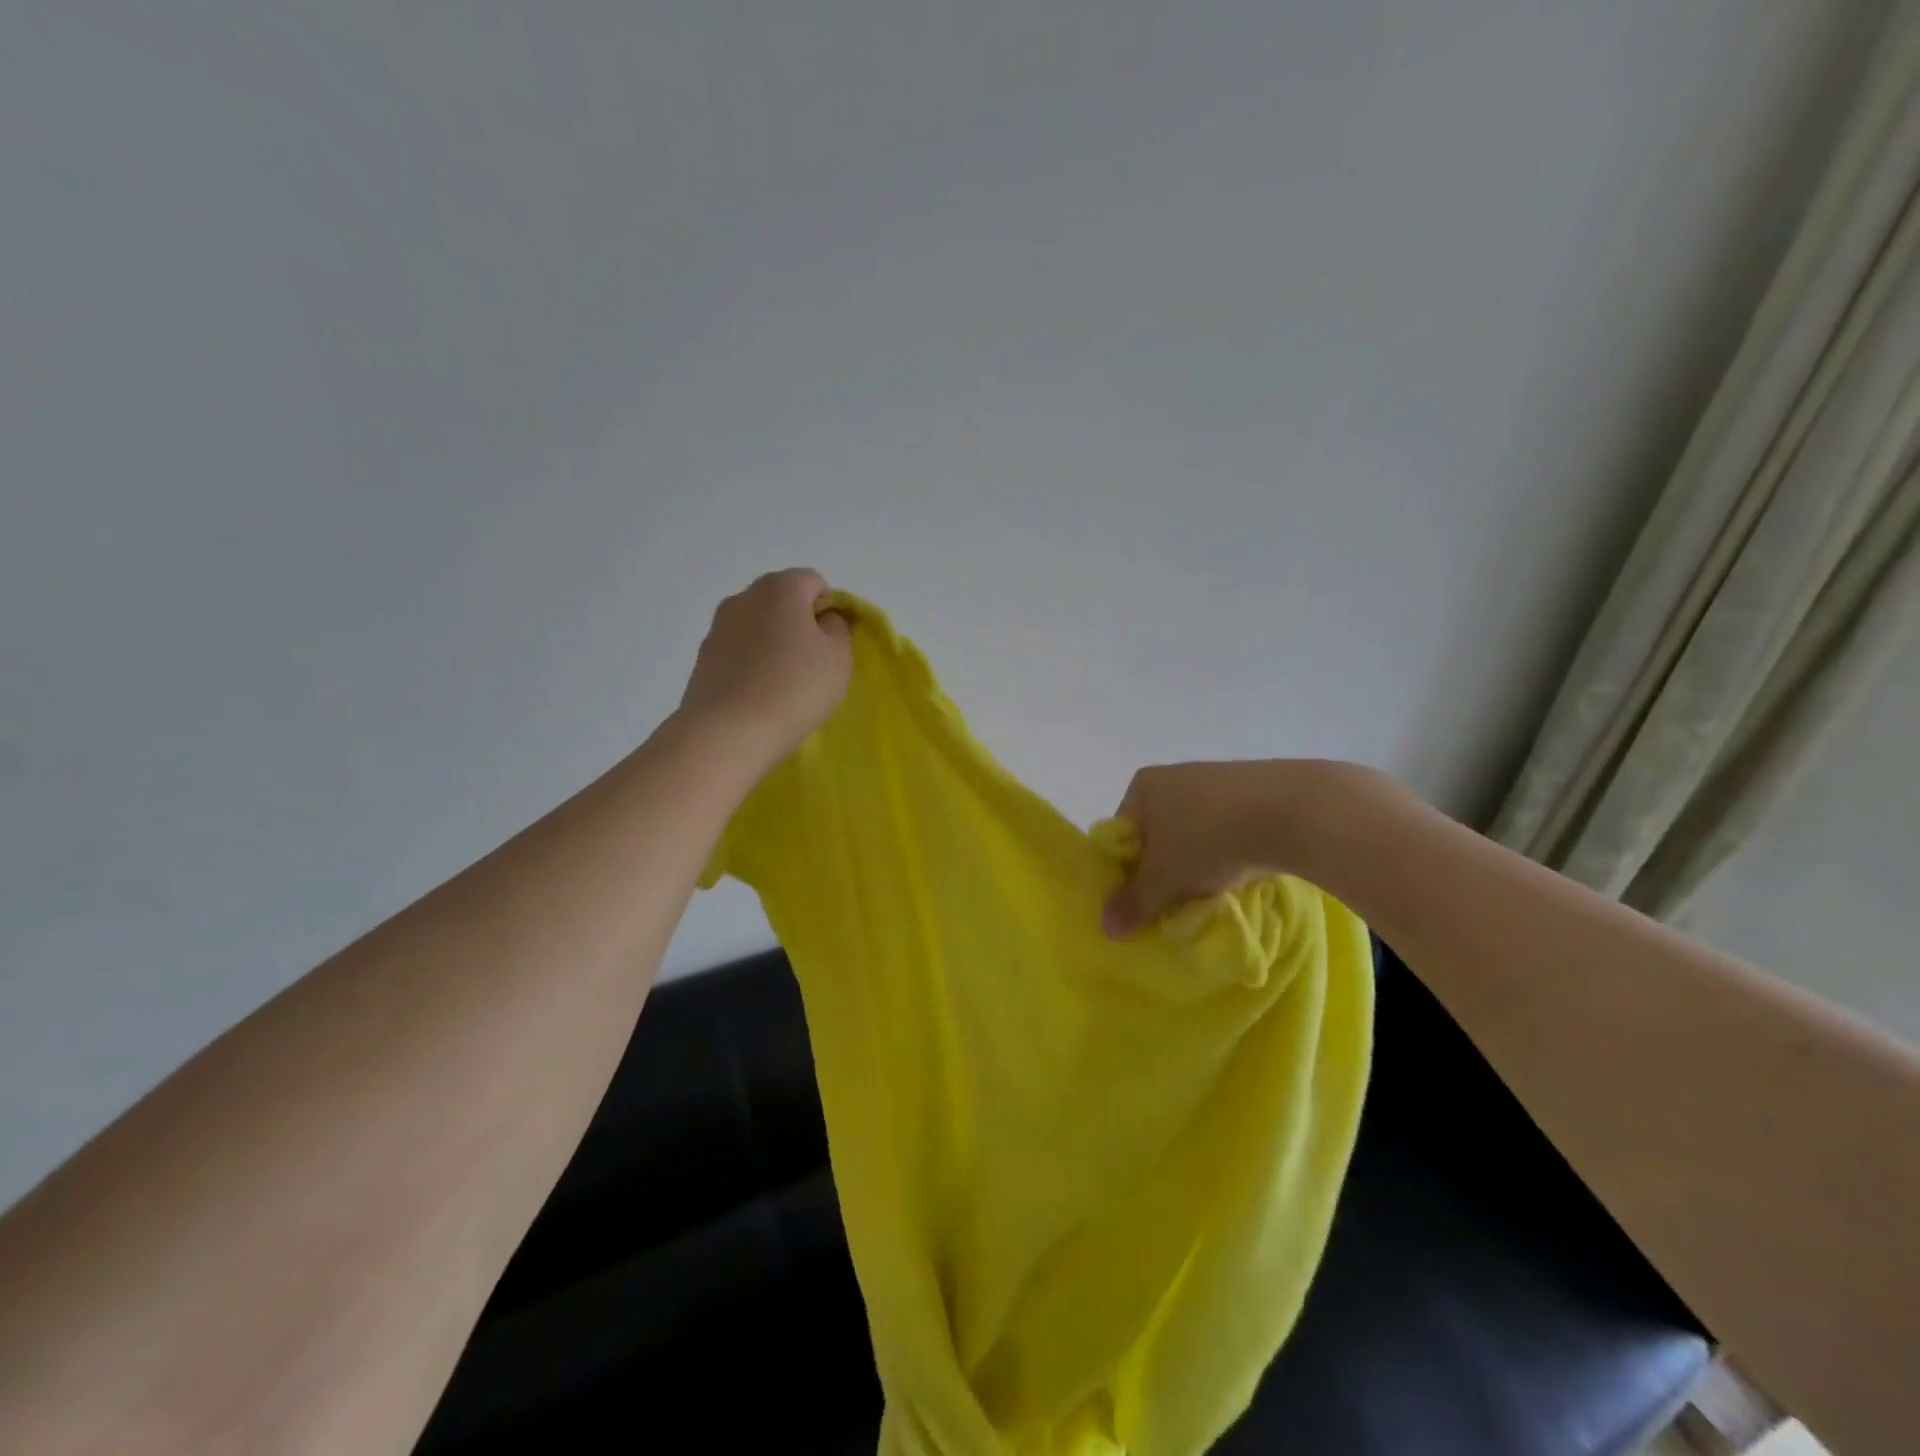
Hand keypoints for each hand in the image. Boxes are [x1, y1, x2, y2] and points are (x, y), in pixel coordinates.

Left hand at [676, 568, 852, 768]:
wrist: (728, 732)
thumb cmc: (794, 688)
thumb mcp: (838, 658)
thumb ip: (838, 629)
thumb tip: (824, 620)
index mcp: (780, 588)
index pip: (813, 582)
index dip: (830, 607)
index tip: (835, 642)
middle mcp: (744, 597)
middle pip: (781, 600)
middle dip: (800, 624)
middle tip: (814, 662)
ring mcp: (718, 627)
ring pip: (758, 626)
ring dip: (774, 644)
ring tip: (785, 683)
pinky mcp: (703, 658)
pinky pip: (739, 651)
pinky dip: (752, 664)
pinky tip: (760, 695)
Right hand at [1102, 759, 1381, 937]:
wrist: (1292, 811)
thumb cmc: (1209, 838)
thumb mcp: (1164, 878)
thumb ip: (1134, 902)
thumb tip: (1106, 927)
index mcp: (1142, 787)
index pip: (1121, 835)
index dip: (1127, 872)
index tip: (1142, 901)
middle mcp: (1172, 776)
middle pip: (1156, 835)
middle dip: (1163, 870)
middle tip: (1174, 901)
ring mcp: (1213, 780)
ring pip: (1191, 834)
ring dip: (1195, 864)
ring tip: (1210, 891)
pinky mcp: (1250, 791)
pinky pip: (1224, 828)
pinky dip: (1226, 852)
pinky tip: (1239, 872)